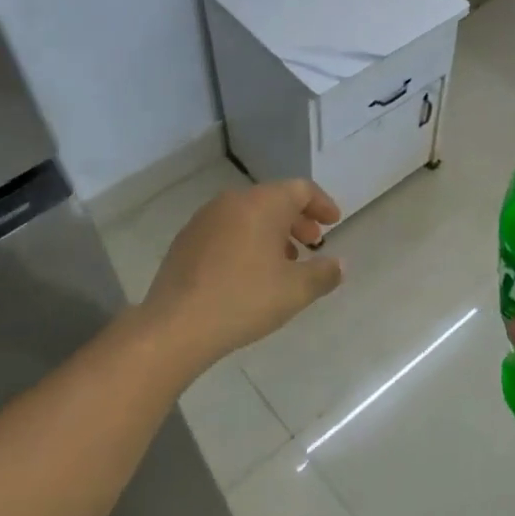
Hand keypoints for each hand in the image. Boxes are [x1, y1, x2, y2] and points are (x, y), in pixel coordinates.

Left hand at [138, 180, 343, 375]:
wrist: (176, 325)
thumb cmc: (244, 299)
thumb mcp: (296, 290)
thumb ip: (324, 273)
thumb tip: (338, 264)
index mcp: (262, 204)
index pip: (300, 189)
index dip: (321, 204)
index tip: (333, 222)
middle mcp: (232, 202)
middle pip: (273, 200)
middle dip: (297, 220)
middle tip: (312, 243)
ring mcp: (204, 219)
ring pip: (248, 215)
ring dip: (271, 232)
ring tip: (283, 262)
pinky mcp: (186, 240)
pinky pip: (226, 230)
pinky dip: (246, 241)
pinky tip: (249, 272)